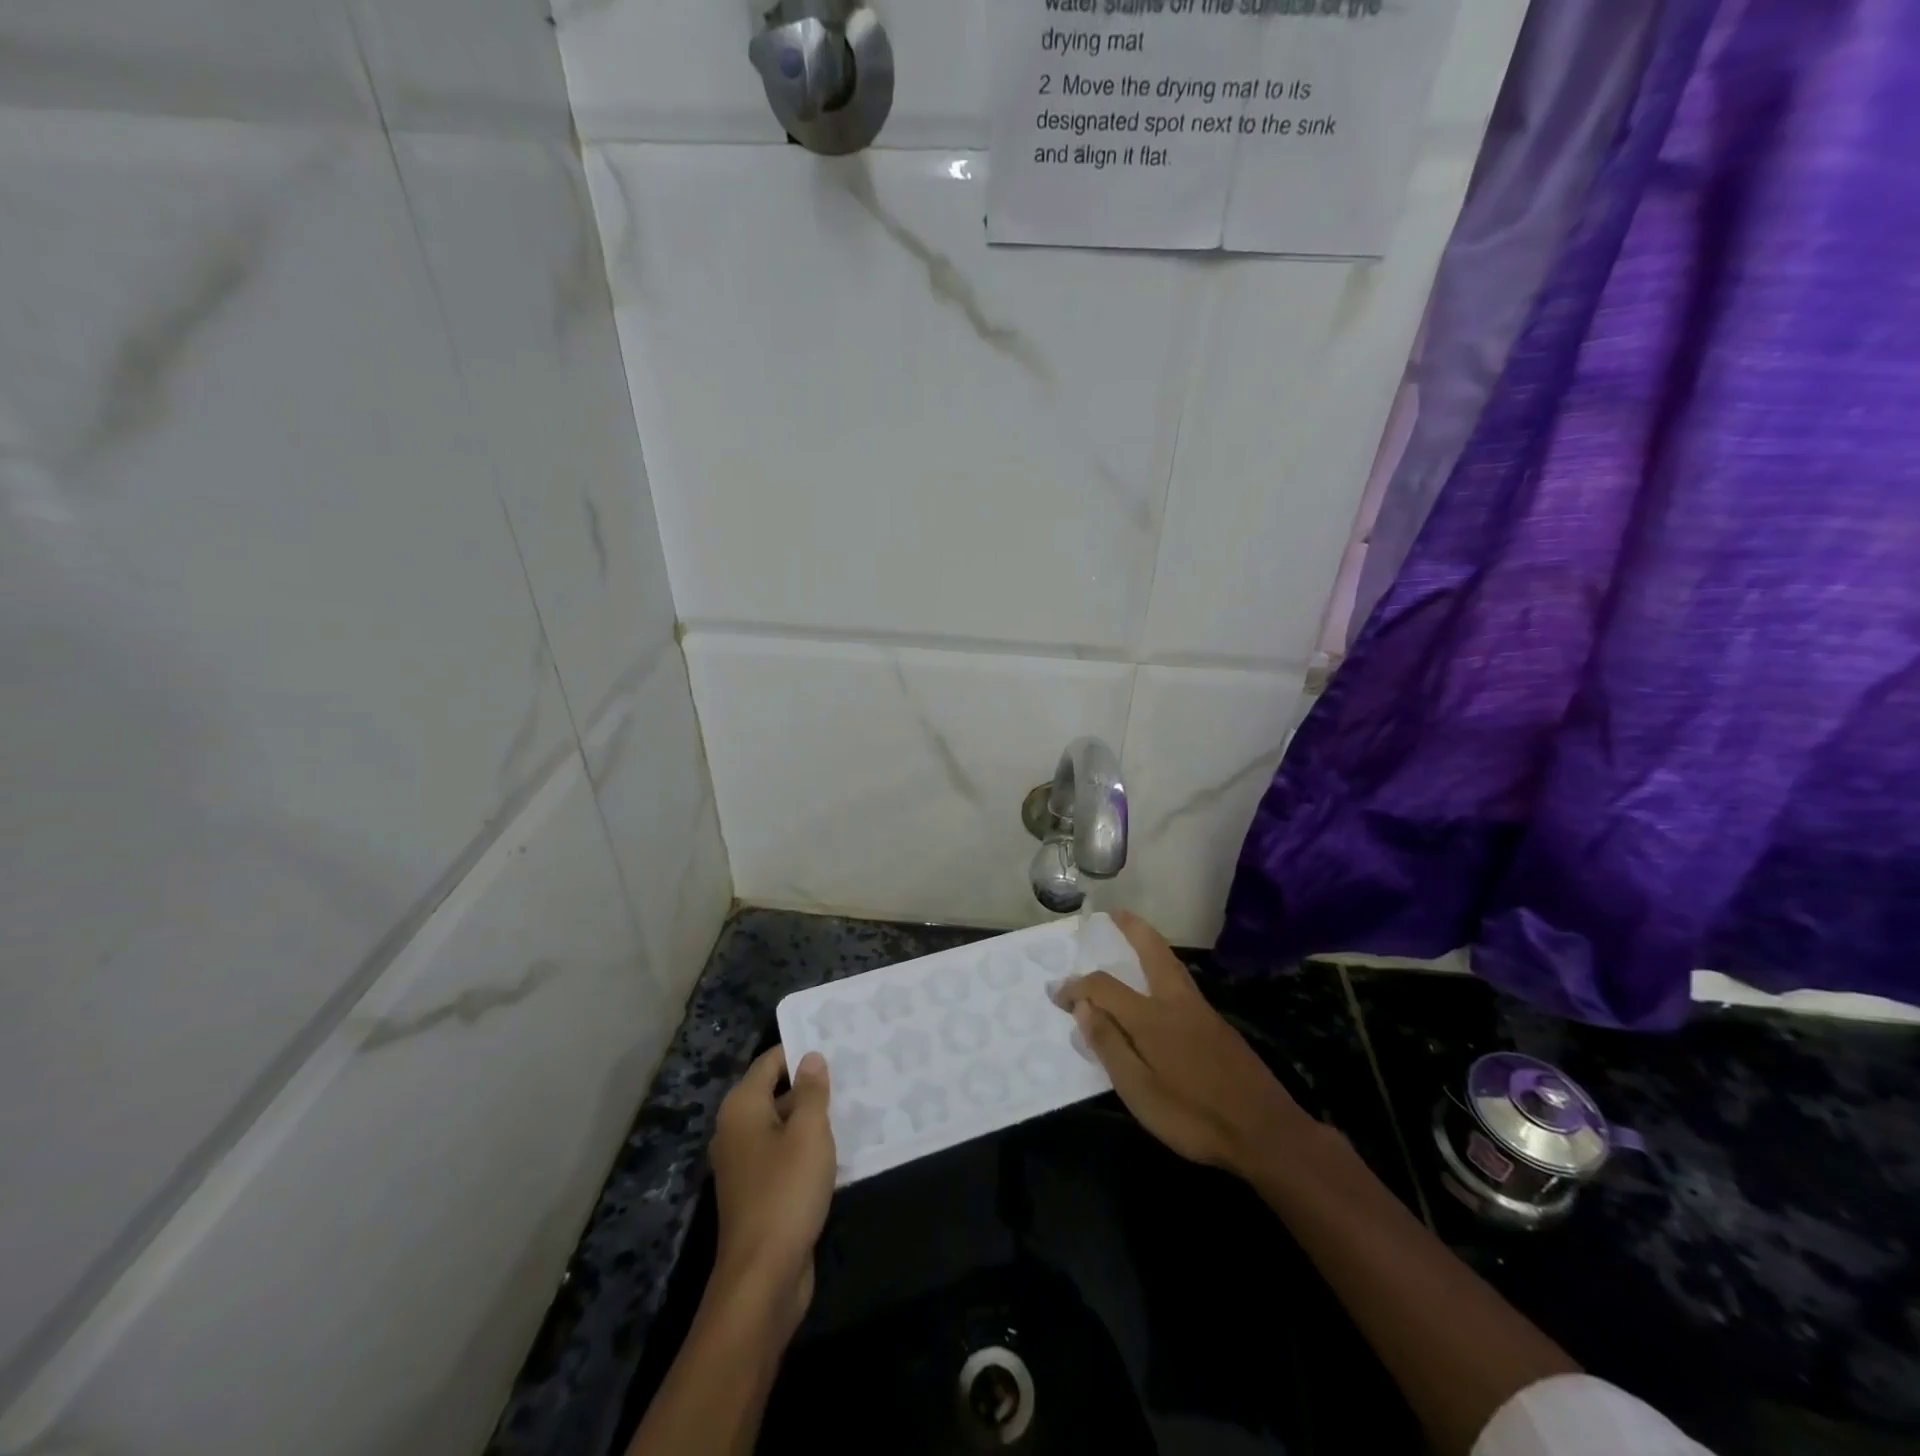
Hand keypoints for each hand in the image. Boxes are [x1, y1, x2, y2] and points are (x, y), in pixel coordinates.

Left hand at [708, 1047, 836, 1333]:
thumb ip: (811, 1092)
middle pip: (774, 1092)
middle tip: (851, 1070)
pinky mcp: (758, 1192)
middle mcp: (736, 1130)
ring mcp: (745, 1164)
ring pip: (782, 1125)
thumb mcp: (808, 1133)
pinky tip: (840, 1147)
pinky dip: (807, 1147)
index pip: (770, 1062)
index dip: (799, 1050)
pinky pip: (784, 1155)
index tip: (835, 1042)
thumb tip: (810, 1057)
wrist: (763, 1278)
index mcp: (742, 1108)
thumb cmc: (786, 1192)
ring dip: (812, 1117)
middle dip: (810, 1084)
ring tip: (853, 1102)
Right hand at [1054, 910, 1314, 1177]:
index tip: (1057, 995)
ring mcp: (1202, 1012)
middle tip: (1114, 913)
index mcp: (1152, 1017)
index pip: (1104, 987)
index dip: (1077, 987)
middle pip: (1152, 951)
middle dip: (1132, 929)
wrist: (1267, 1133)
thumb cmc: (1195, 1117)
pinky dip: (1164, 967)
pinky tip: (1161, 985)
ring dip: (1150, 943)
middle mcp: (1176, 1002)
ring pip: (1172, 964)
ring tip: (1135, 936)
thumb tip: (1082, 1008)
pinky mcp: (1218, 1026)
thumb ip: (1110, 1046)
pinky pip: (1182, 982)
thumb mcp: (1140, 1092)